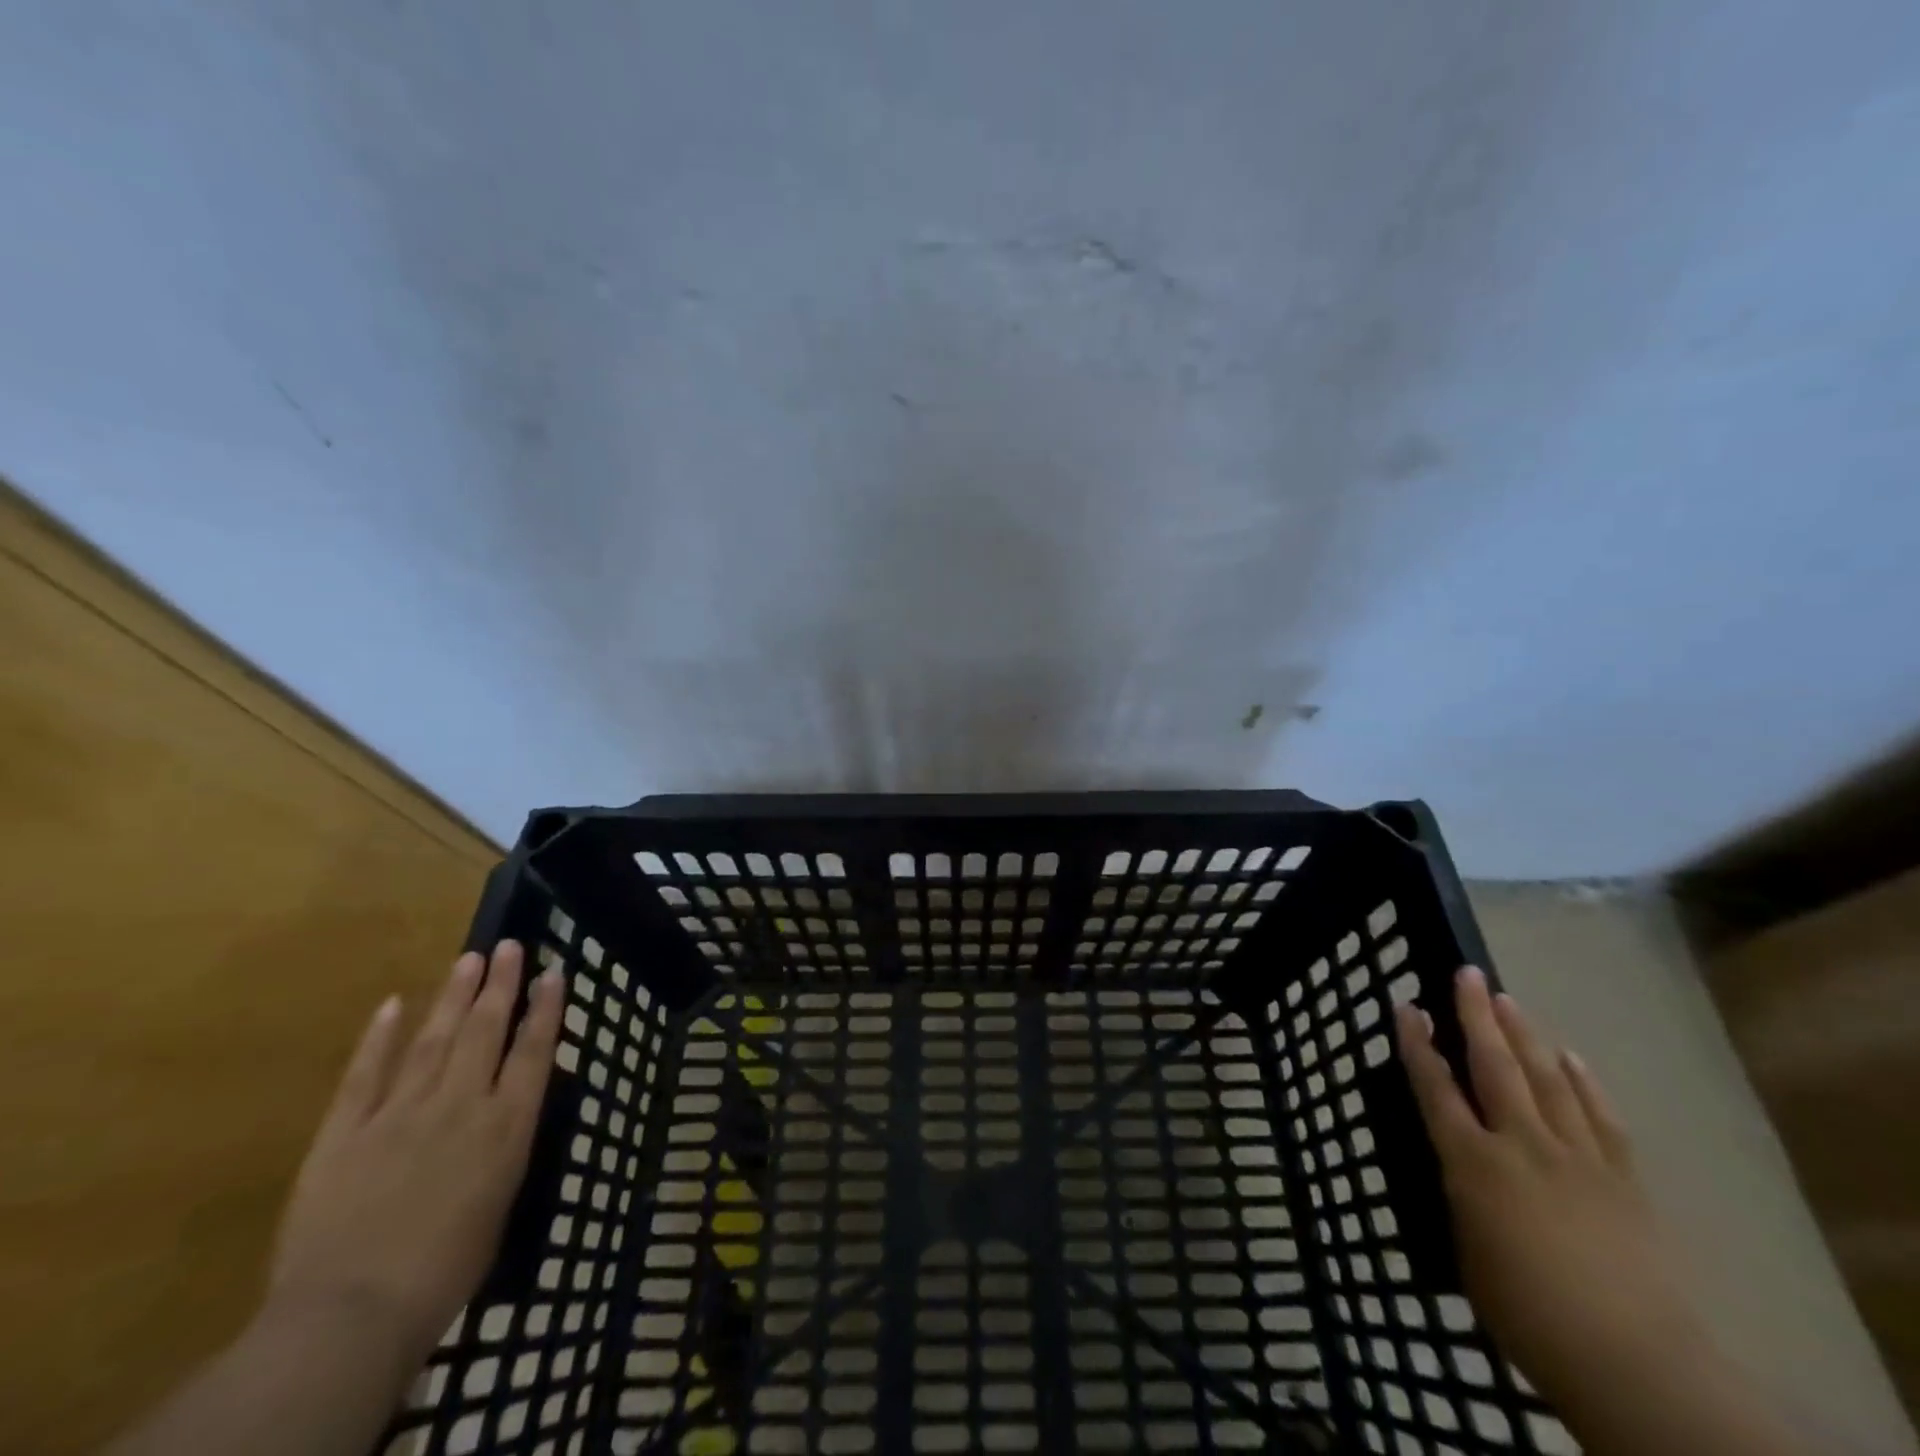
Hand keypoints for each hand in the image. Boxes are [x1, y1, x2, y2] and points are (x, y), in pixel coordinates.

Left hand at [266, 941, 564, 1373]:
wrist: (351, 1316)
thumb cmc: (447, 1270)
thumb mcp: (502, 1203)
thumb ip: (505, 1147)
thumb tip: (509, 1111)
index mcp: (507, 1125)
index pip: (534, 1050)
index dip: (546, 1007)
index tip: (554, 971)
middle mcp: (461, 1104)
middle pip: (486, 1030)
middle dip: (501, 984)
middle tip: (508, 945)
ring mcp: (401, 1112)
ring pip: (434, 1039)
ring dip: (453, 995)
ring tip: (468, 959)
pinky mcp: (345, 1131)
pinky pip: (366, 1074)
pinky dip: (380, 1037)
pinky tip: (393, 1004)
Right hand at [1394, 967, 1704, 1417]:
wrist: (1636, 1363)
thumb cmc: (1528, 1314)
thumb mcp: (1468, 1252)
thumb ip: (1463, 1199)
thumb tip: (1463, 1172)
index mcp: (1472, 1162)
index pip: (1434, 1088)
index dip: (1417, 1045)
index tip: (1407, 1007)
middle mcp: (1521, 1143)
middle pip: (1494, 1065)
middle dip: (1476, 1016)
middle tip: (1467, 973)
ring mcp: (1577, 1156)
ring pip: (1546, 1079)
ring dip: (1524, 1035)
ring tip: (1508, 999)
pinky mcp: (1623, 1179)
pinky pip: (1600, 1116)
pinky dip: (1583, 1081)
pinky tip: (1570, 1056)